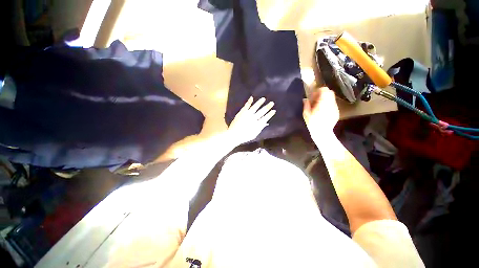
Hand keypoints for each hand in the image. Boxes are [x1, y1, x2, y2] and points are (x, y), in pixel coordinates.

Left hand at [227, 97, 275, 144]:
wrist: (234, 134)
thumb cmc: (245, 136)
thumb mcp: (254, 134)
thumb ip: (260, 128)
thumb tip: (266, 123)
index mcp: (257, 124)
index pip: (265, 118)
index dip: (270, 114)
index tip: (274, 110)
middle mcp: (253, 118)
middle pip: (262, 111)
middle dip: (267, 107)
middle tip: (272, 103)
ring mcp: (247, 114)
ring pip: (255, 107)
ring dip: (260, 102)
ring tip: (263, 98)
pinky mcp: (242, 112)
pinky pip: (246, 106)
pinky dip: (249, 101)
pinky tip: (252, 97)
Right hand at [303, 87, 338, 136]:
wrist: (322, 132)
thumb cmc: (312, 123)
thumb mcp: (306, 114)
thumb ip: (306, 105)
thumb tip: (305, 99)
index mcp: (323, 103)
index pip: (325, 90)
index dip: (319, 90)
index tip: (314, 95)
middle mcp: (331, 103)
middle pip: (330, 92)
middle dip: (323, 94)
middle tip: (316, 99)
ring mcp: (335, 108)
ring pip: (332, 98)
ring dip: (326, 99)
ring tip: (319, 105)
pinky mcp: (337, 112)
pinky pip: (333, 104)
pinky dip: (329, 104)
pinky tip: (324, 111)